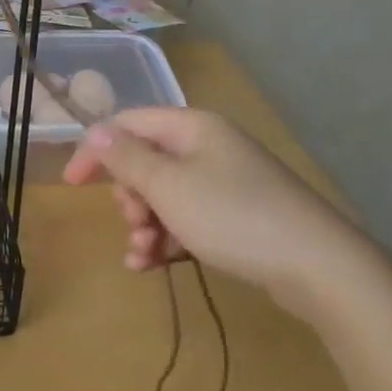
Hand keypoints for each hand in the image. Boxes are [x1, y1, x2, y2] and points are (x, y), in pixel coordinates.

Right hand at [62, 107, 371, 317]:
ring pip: (165, 195)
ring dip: (145, 224)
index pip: (128, 124)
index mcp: (191, 127)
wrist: (319, 266)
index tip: (72, 185)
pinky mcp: (238, 215)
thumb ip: (126, 158)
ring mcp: (226, 181)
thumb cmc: (233, 216)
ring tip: (143, 255)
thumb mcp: (168, 186)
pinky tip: (155, 266)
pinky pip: (188, 218)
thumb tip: (96, 131)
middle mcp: (208, 147)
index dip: (96, 150)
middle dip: (129, 196)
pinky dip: (168, 238)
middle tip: (134, 223)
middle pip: (146, 161)